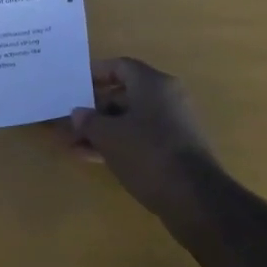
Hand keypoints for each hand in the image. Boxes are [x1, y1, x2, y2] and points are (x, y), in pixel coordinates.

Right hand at [70, 57, 220, 216]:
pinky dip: (120, 144)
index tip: (75, 85)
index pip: (120, 66)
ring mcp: (174, 125)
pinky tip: (95, 159)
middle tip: (71, 123)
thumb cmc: (148, 154)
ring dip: (104, 131)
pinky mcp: (177, 150)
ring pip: (131, 120)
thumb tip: (79, 114)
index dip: (95, 73)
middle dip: (95, 110)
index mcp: (153, 83)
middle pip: (124, 95)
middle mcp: (167, 97)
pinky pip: (142, 138)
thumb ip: (89, 121)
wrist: (196, 199)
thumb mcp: (109, 136)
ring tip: (75, 146)